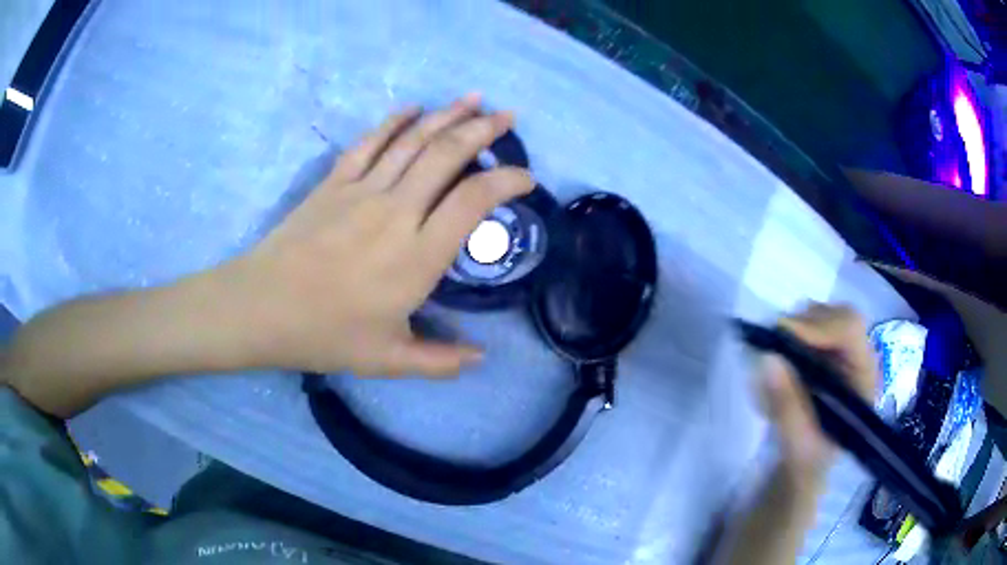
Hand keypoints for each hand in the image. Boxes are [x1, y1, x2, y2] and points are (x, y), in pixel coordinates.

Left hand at [224, 94, 532, 376]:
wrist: (261, 307)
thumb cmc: (324, 334)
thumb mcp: (387, 360)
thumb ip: (439, 361)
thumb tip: (481, 358)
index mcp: (417, 256)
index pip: (474, 201)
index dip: (507, 181)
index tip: (526, 179)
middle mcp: (396, 211)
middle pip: (447, 155)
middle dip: (483, 131)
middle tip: (507, 117)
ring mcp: (362, 190)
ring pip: (413, 140)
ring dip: (447, 115)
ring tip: (474, 100)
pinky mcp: (334, 182)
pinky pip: (370, 142)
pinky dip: (395, 121)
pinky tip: (413, 108)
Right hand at [759, 304, 878, 483]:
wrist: (807, 466)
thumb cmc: (809, 461)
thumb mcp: (797, 443)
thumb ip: (786, 405)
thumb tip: (768, 359)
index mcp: (863, 378)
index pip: (850, 330)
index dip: (819, 326)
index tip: (783, 334)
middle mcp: (859, 357)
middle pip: (839, 315)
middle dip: (806, 324)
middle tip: (775, 343)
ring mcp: (845, 352)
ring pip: (825, 315)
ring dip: (798, 328)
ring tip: (778, 353)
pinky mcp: (829, 352)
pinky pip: (812, 325)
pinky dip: (793, 334)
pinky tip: (783, 355)